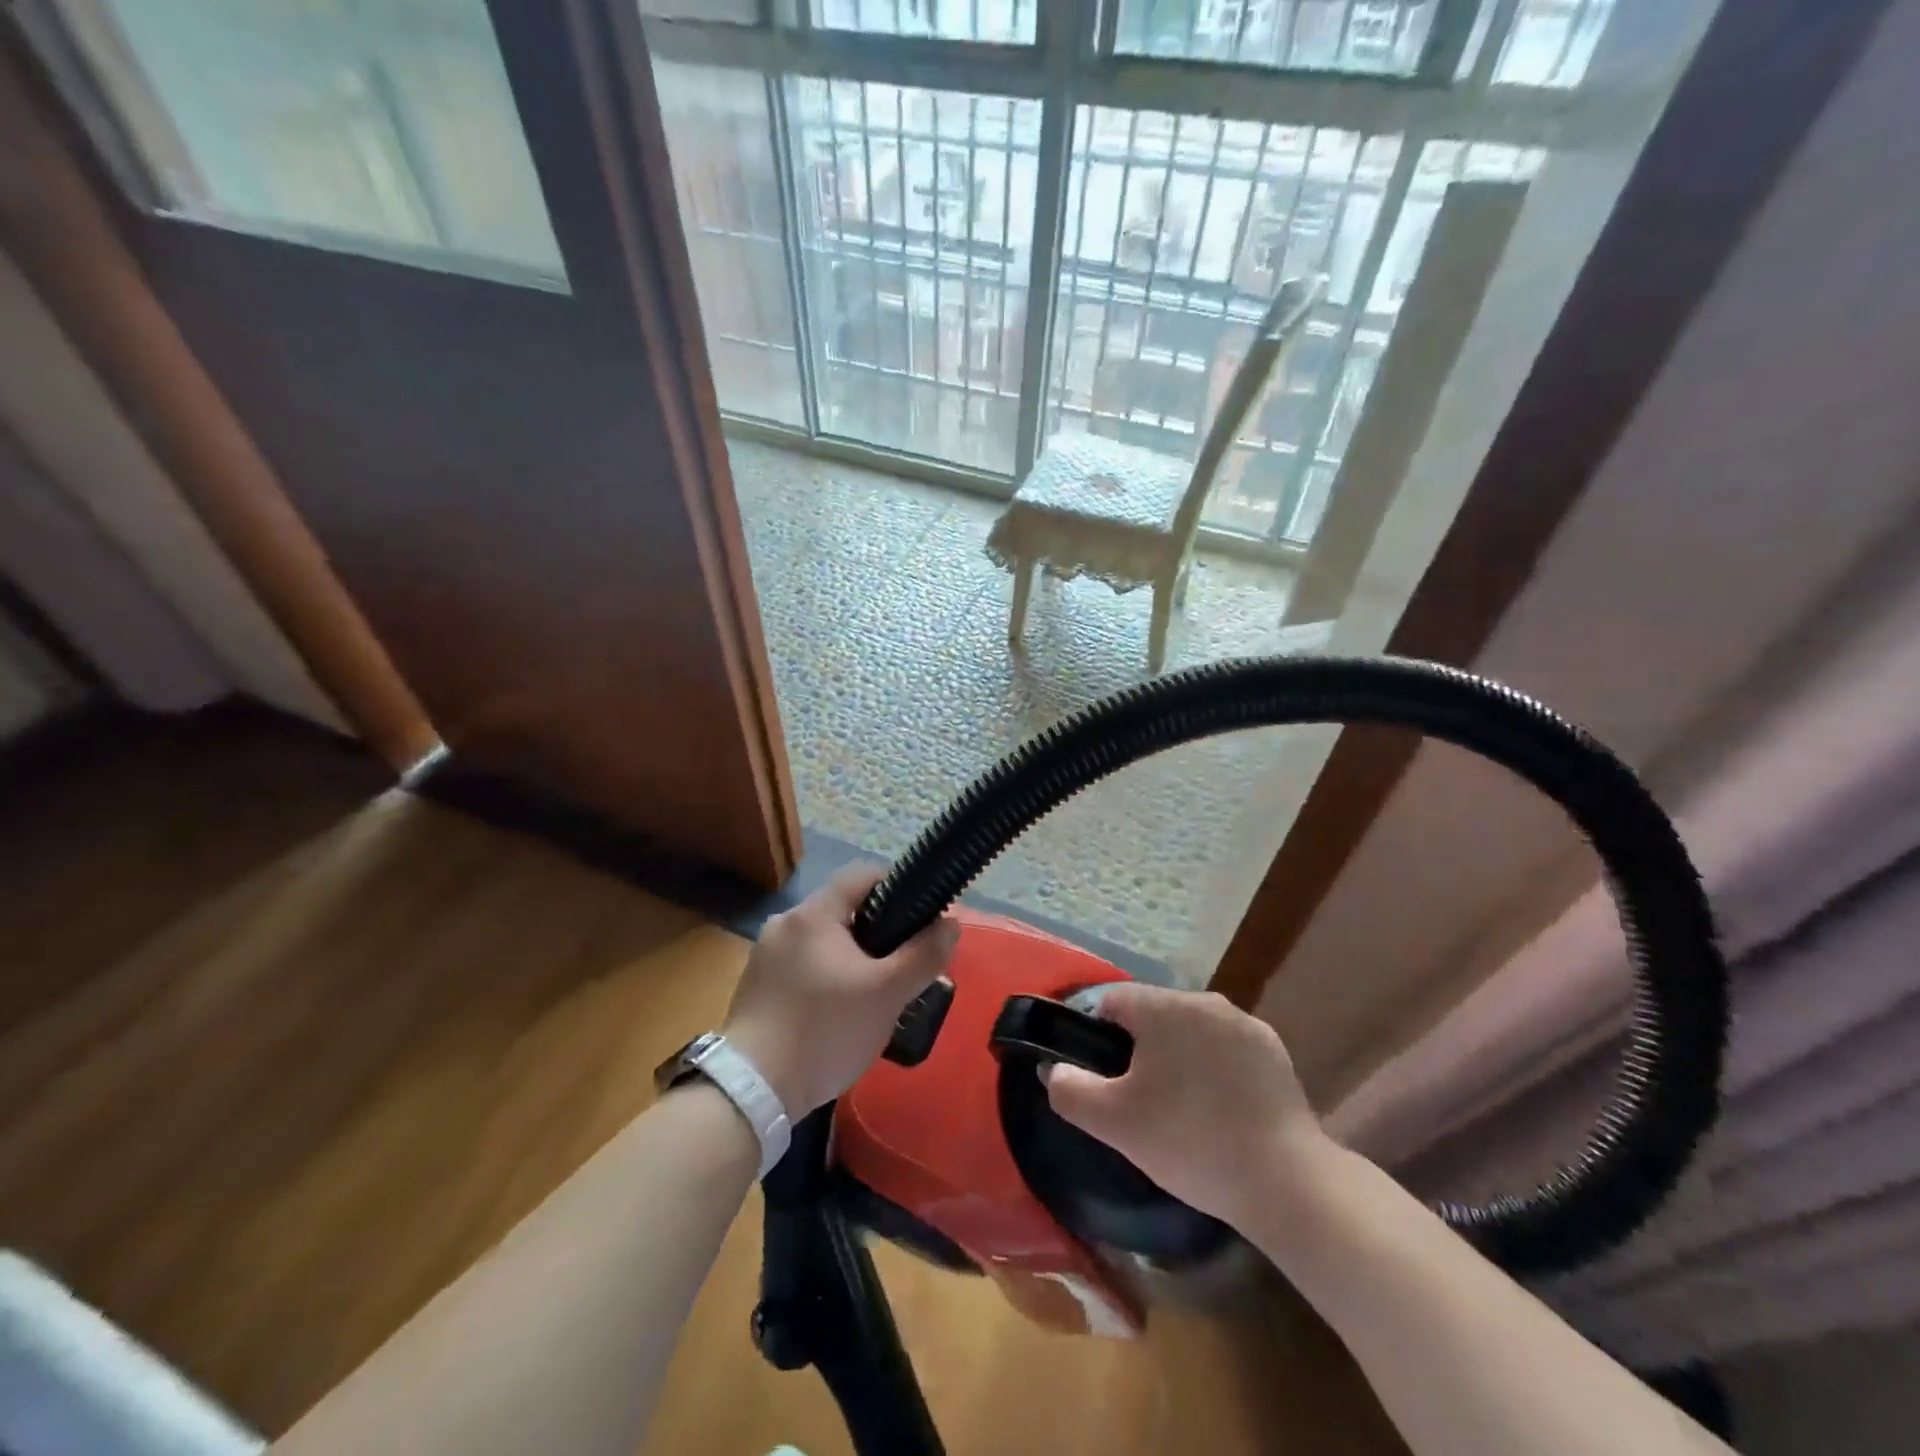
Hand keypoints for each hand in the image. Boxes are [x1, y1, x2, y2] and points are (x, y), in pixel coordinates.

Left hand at [723, 866, 958, 1118]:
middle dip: (877, 930)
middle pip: (843, 908)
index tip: (920, 917)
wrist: (752, 1091)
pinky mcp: (755, 985)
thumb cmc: (825, 1030)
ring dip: (850, 956)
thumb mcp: (887, 994)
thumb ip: (924, 955)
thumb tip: (951, 923)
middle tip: (901, 965)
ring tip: (873, 994)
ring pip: (822, 940)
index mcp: (814, 913)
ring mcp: (765, 954)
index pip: (863, 874)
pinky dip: (824, 976)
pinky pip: (801, 965)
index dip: (897, 886)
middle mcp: (785, 922)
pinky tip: (836, 1013)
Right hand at [1042, 984, 1326, 1229]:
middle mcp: (1203, 1000)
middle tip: (1140, 1102)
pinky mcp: (1273, 1050)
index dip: (1097, 1038)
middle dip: (1140, 1050)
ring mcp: (1243, 1023)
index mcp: (1162, 1007)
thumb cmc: (1189, 1141)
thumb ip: (1070, 1090)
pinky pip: (1226, 1048)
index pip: (1111, 1002)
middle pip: (1153, 1015)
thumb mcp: (1113, 1123)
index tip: (1105, 1081)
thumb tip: (1054, 1070)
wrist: (1285, 1180)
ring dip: (1179, 1057)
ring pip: (1191, 1031)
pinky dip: (1215, 1069)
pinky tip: (1220, 1112)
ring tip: (1182, 1110)